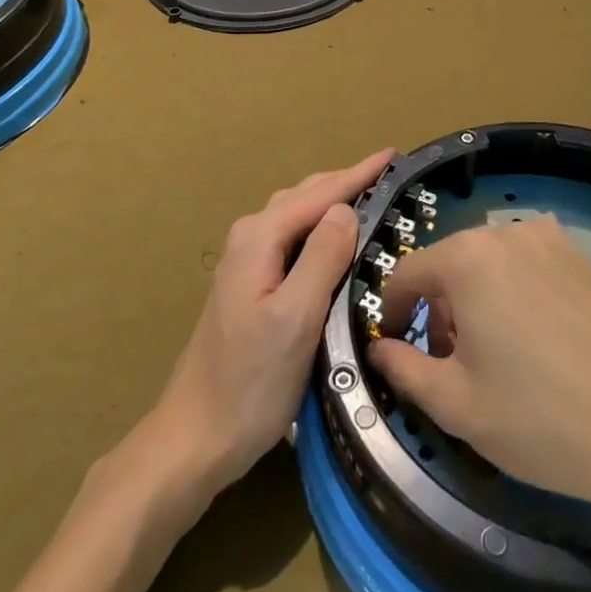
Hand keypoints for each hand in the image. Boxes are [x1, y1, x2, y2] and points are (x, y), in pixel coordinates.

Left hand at [151, 149, 392, 496]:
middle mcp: (250, 237)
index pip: (319, 194)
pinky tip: (337, 240)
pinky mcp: (251, 284)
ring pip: (299, 215)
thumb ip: (322, 258)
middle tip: (390, 177)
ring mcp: (247, 261)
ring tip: (371, 198)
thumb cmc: (250, 381)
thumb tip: (346, 210)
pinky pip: (294, 237)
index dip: (359, 174)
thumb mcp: (296, 318)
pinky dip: (321, 227)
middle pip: (306, 196)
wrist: (196, 436)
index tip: (394, 154)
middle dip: (347, 182)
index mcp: (260, 238)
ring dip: (334, 202)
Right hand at [369, 216, 590, 514]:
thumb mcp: (455, 405)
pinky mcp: (579, 254)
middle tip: (453, 364)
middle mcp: (504, 232)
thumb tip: (378, 346)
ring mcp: (548, 237)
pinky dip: (515, 289)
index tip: (396, 345)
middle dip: (440, 309)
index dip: (394, 310)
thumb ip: (402, 368)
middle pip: (450, 265)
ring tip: (497, 355)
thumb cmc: (538, 419)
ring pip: (488, 263)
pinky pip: (526, 263)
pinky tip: (537, 337)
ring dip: (477, 299)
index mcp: (467, 258)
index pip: (408, 273)